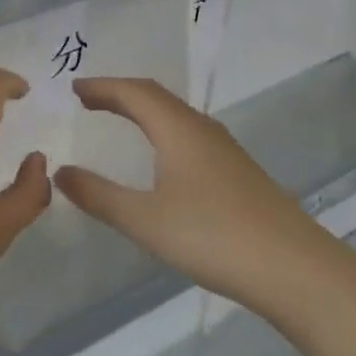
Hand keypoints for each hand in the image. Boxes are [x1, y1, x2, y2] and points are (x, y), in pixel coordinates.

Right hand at [55, 77, 326, 307]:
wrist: (294, 268)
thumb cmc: (213, 236)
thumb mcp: (145, 220)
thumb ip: (99, 196)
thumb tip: (61, 172)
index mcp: (178, 129)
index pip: (134, 92)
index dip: (102, 87)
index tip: (74, 89)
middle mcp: (202, 129)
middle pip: (156, 97)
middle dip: (120, 93)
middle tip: (89, 100)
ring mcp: (225, 150)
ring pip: (176, 115)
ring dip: (144, 110)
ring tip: (119, 119)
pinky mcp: (238, 172)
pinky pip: (189, 134)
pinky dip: (162, 130)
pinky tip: (163, 157)